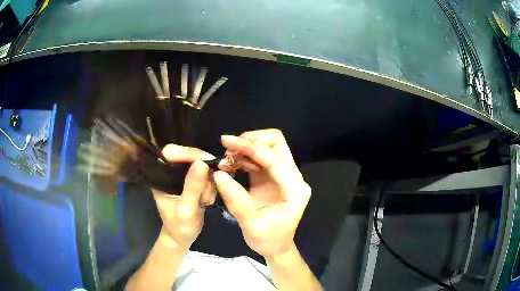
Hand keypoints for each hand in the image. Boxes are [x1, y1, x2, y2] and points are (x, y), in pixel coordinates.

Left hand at [152, 144, 215, 248]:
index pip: (170, 153)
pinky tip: (206, 201)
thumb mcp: (186, 209)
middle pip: (188, 156)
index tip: (206, 161)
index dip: (187, 152)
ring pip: (201, 166)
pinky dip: (210, 187)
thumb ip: (193, 187)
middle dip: (202, 173)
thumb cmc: (179, 226)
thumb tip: (202, 163)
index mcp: (160, 176)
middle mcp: (169, 172)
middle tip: (207, 191)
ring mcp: (181, 176)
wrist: (182, 237)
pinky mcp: (191, 181)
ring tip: (204, 202)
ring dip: (208, 183)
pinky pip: (206, 175)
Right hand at [213, 129, 310, 259]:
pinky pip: (258, 158)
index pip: (274, 159)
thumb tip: (217, 174)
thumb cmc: (268, 240)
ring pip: (267, 147)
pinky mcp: (272, 176)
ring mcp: (283, 175)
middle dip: (251, 141)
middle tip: (228, 150)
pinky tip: (230, 165)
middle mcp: (292, 177)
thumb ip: (235, 199)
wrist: (275, 247)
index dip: (250, 148)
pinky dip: (243, 156)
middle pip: (276, 143)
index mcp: (294, 189)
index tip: (227, 141)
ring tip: (225, 161)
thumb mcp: (251, 225)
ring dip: (245, 148)